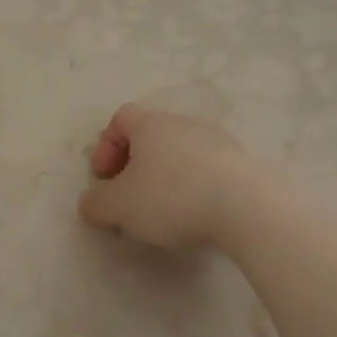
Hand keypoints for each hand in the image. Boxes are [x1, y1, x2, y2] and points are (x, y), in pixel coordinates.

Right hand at [79, 104, 252, 250]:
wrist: (247, 206)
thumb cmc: (172, 196)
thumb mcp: (120, 206)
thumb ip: (96, 204)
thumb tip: (90, 204)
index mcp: (151, 124)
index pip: (121, 119)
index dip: (106, 147)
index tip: (104, 179)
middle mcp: (183, 124)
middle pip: (151, 137)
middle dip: (135, 167)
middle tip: (129, 199)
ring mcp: (217, 142)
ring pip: (179, 155)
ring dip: (165, 179)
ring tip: (162, 214)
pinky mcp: (241, 165)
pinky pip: (206, 171)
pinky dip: (193, 189)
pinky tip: (195, 217)